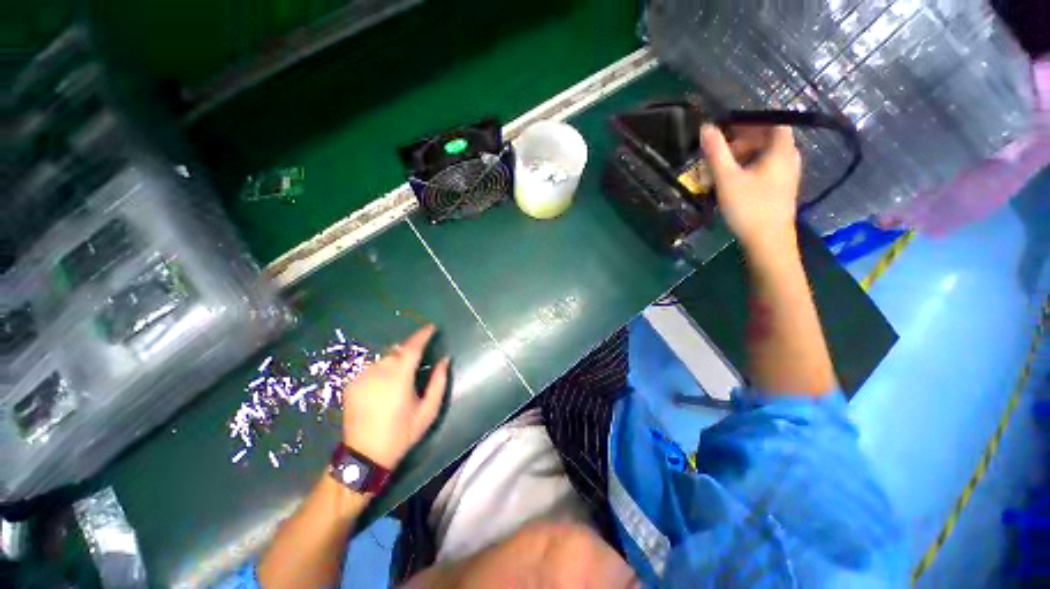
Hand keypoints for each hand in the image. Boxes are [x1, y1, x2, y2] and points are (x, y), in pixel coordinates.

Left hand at [341, 325, 448, 469]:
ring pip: (384, 358)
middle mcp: (379, 371)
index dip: (423, 334)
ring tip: (401, 376)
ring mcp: (362, 376)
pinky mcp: (352, 383)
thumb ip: (439, 381)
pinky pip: (372, 368)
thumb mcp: (428, 411)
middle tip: (418, 360)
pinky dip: (382, 369)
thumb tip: (445, 360)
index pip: (412, 347)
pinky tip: (384, 385)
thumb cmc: (401, 433)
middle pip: (398, 351)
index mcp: (399, 377)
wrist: (364, 456)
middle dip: (410, 350)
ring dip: (396, 360)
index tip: (432, 327)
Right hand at [702, 124, 801, 254]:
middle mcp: (789, 158)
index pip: (772, 122)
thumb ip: (716, 152)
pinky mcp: (780, 189)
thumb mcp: (727, 179)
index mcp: (781, 150)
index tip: (727, 129)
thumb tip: (706, 127)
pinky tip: (731, 184)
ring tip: (719, 172)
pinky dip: (748, 170)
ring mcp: (787, 175)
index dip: (750, 122)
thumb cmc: (749, 207)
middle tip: (718, 154)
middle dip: (741, 142)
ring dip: (741, 158)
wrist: (768, 242)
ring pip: (764, 156)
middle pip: (767, 139)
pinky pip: (765, 169)